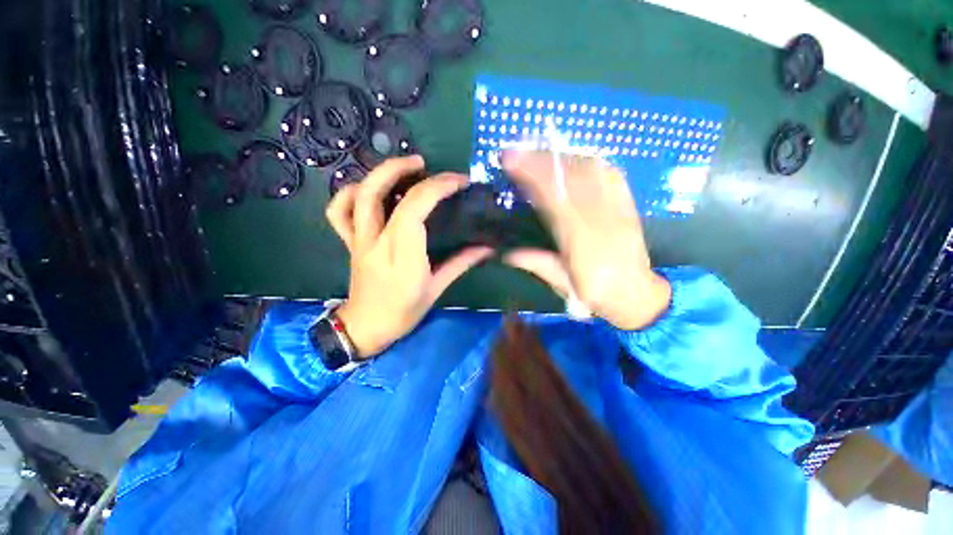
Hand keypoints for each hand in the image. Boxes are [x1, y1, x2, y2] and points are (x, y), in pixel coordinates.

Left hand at [325, 156, 493, 357]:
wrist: (366, 327)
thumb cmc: (404, 312)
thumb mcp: (437, 289)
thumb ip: (460, 263)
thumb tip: (487, 247)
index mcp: (402, 257)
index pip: (414, 211)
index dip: (437, 188)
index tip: (458, 182)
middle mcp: (376, 243)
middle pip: (378, 193)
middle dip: (401, 169)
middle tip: (424, 163)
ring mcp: (358, 241)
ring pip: (358, 196)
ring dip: (378, 174)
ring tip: (402, 168)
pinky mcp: (349, 242)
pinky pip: (338, 212)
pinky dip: (349, 193)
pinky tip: (368, 189)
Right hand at [502, 151, 670, 329]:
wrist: (638, 295)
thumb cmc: (597, 294)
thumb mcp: (563, 285)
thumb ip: (536, 264)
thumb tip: (505, 252)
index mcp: (583, 244)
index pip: (555, 200)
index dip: (534, 177)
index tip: (511, 162)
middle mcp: (603, 221)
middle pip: (572, 180)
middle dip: (542, 161)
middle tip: (517, 150)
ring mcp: (620, 210)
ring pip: (591, 172)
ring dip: (562, 157)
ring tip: (539, 153)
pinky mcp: (630, 206)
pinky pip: (611, 175)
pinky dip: (590, 161)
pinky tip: (574, 158)